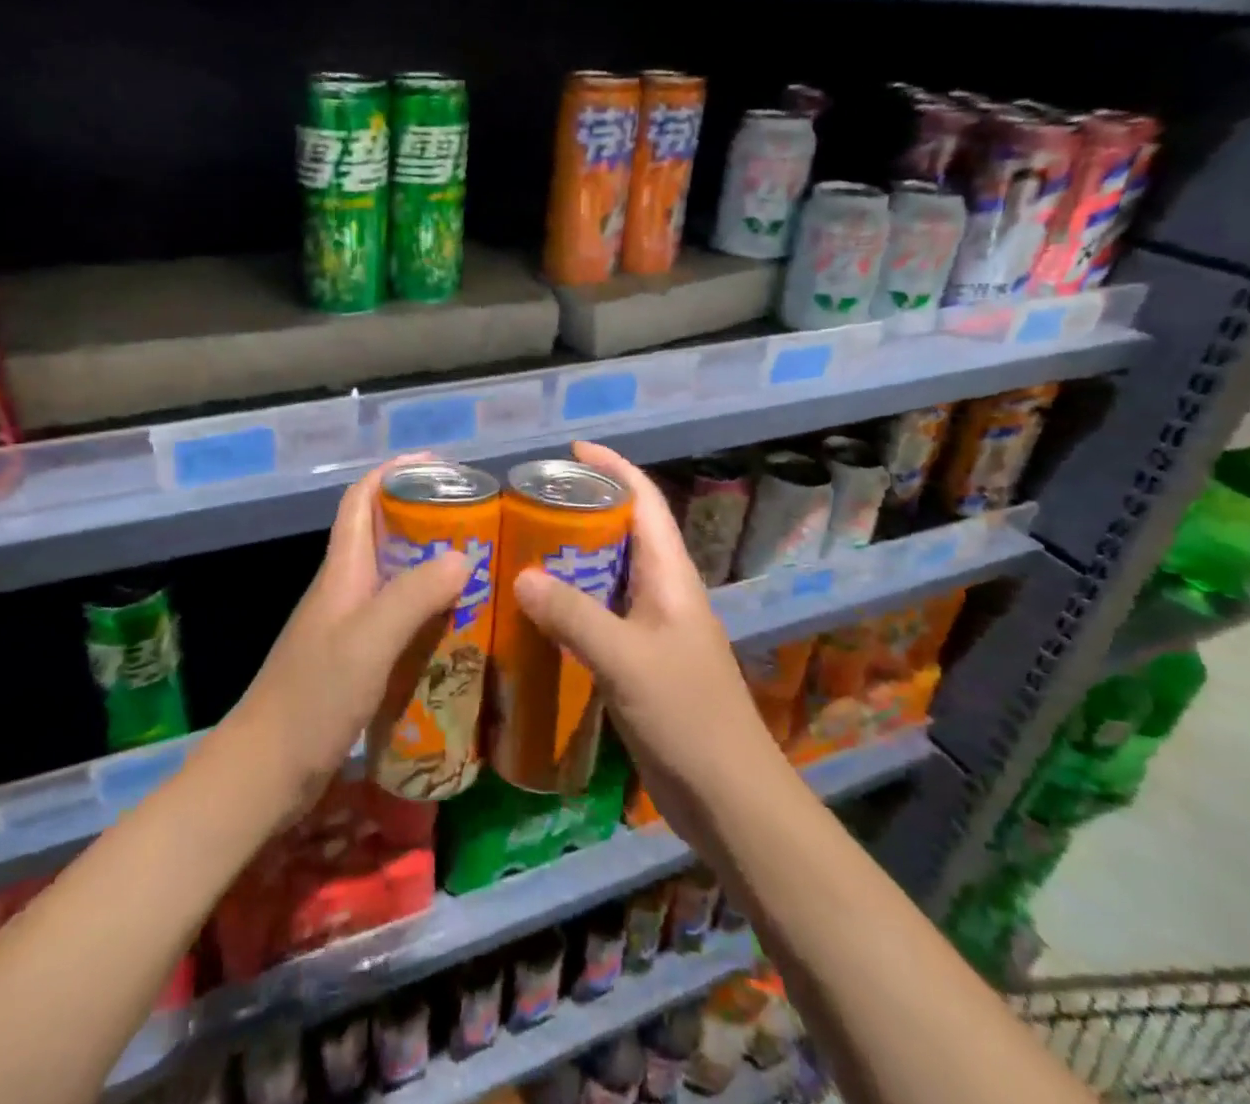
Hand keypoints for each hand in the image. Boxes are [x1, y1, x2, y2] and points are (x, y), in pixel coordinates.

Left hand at [216, 457, 469, 825]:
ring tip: (481, 571)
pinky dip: (428, 613)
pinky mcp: (355, 661)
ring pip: (394, 578)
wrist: (264, 772)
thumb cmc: (312, 698)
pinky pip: (398, 620)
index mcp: (341, 571)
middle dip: (426, 518)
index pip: (361, 499)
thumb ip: (413, 596)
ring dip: (432, 567)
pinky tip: (459, 631)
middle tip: (479, 524)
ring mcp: (348, 627)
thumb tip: (463, 554)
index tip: (440, 466)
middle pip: (383, 534)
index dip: (394, 472)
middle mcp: (344, 589)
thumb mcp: (368, 641)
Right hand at [512, 441, 779, 846]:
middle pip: (624, 532)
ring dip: (572, 557)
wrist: (729, 799)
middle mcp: (663, 593)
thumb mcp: (626, 661)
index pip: (645, 502)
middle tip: (529, 502)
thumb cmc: (687, 717)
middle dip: (583, 509)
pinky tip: (535, 613)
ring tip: (521, 547)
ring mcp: (652, 629)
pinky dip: (569, 603)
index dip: (614, 468)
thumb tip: (520, 575)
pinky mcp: (639, 662)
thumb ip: (574, 616)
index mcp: (671, 577)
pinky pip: (599, 615)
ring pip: (608, 575)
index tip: (571, 450)